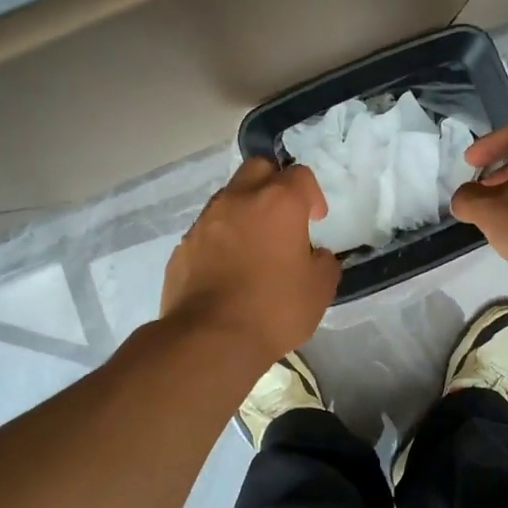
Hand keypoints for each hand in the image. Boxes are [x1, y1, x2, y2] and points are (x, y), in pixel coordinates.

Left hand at [161, 158, 339, 363]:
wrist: (209, 339)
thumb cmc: (274, 309)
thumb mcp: (320, 290)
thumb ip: (324, 263)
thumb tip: (316, 255)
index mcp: (278, 203)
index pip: (300, 175)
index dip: (312, 195)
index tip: (316, 221)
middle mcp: (239, 200)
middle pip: (258, 169)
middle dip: (274, 184)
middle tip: (284, 217)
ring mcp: (205, 221)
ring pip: (229, 197)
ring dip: (245, 212)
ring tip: (255, 247)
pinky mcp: (183, 246)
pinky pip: (208, 230)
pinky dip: (222, 239)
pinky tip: (228, 270)